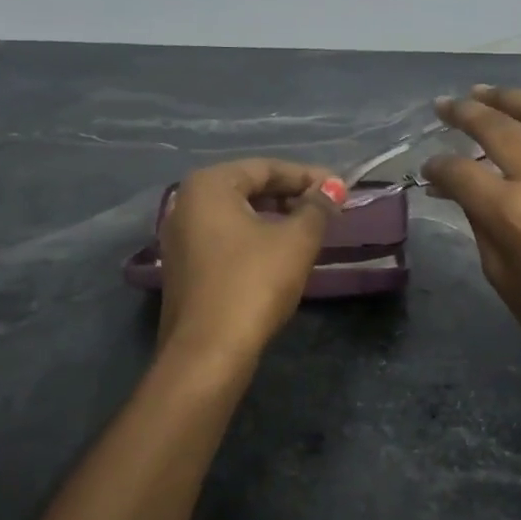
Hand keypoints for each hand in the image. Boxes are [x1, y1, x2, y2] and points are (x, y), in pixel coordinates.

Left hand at [157, 158, 345, 360]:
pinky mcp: (183, 267)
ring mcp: (179, 237)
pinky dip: (255, 238)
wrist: (209, 351)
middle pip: (248, 188)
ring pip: (237, 215)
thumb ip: (317, 208)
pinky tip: (280, 253)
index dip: (308, 177)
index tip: (341, 190)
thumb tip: (332, 188)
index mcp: (209, 186)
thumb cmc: (254, 283)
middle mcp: (186, 203)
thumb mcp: (296, 241)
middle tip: (327, 209)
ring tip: (310, 230)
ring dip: (275, 218)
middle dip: (290, 196)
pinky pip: (225, 238)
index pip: (267, 168)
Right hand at [422, 85, 520, 392]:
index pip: (460, 171)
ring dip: (509, 95)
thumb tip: (452, 187)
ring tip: (486, 93)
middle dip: (463, 112)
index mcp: (512, 214)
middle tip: (445, 107)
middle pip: (497, 127)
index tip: (429, 168)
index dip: (436, 165)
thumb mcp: (498, 274)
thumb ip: (476, 220)